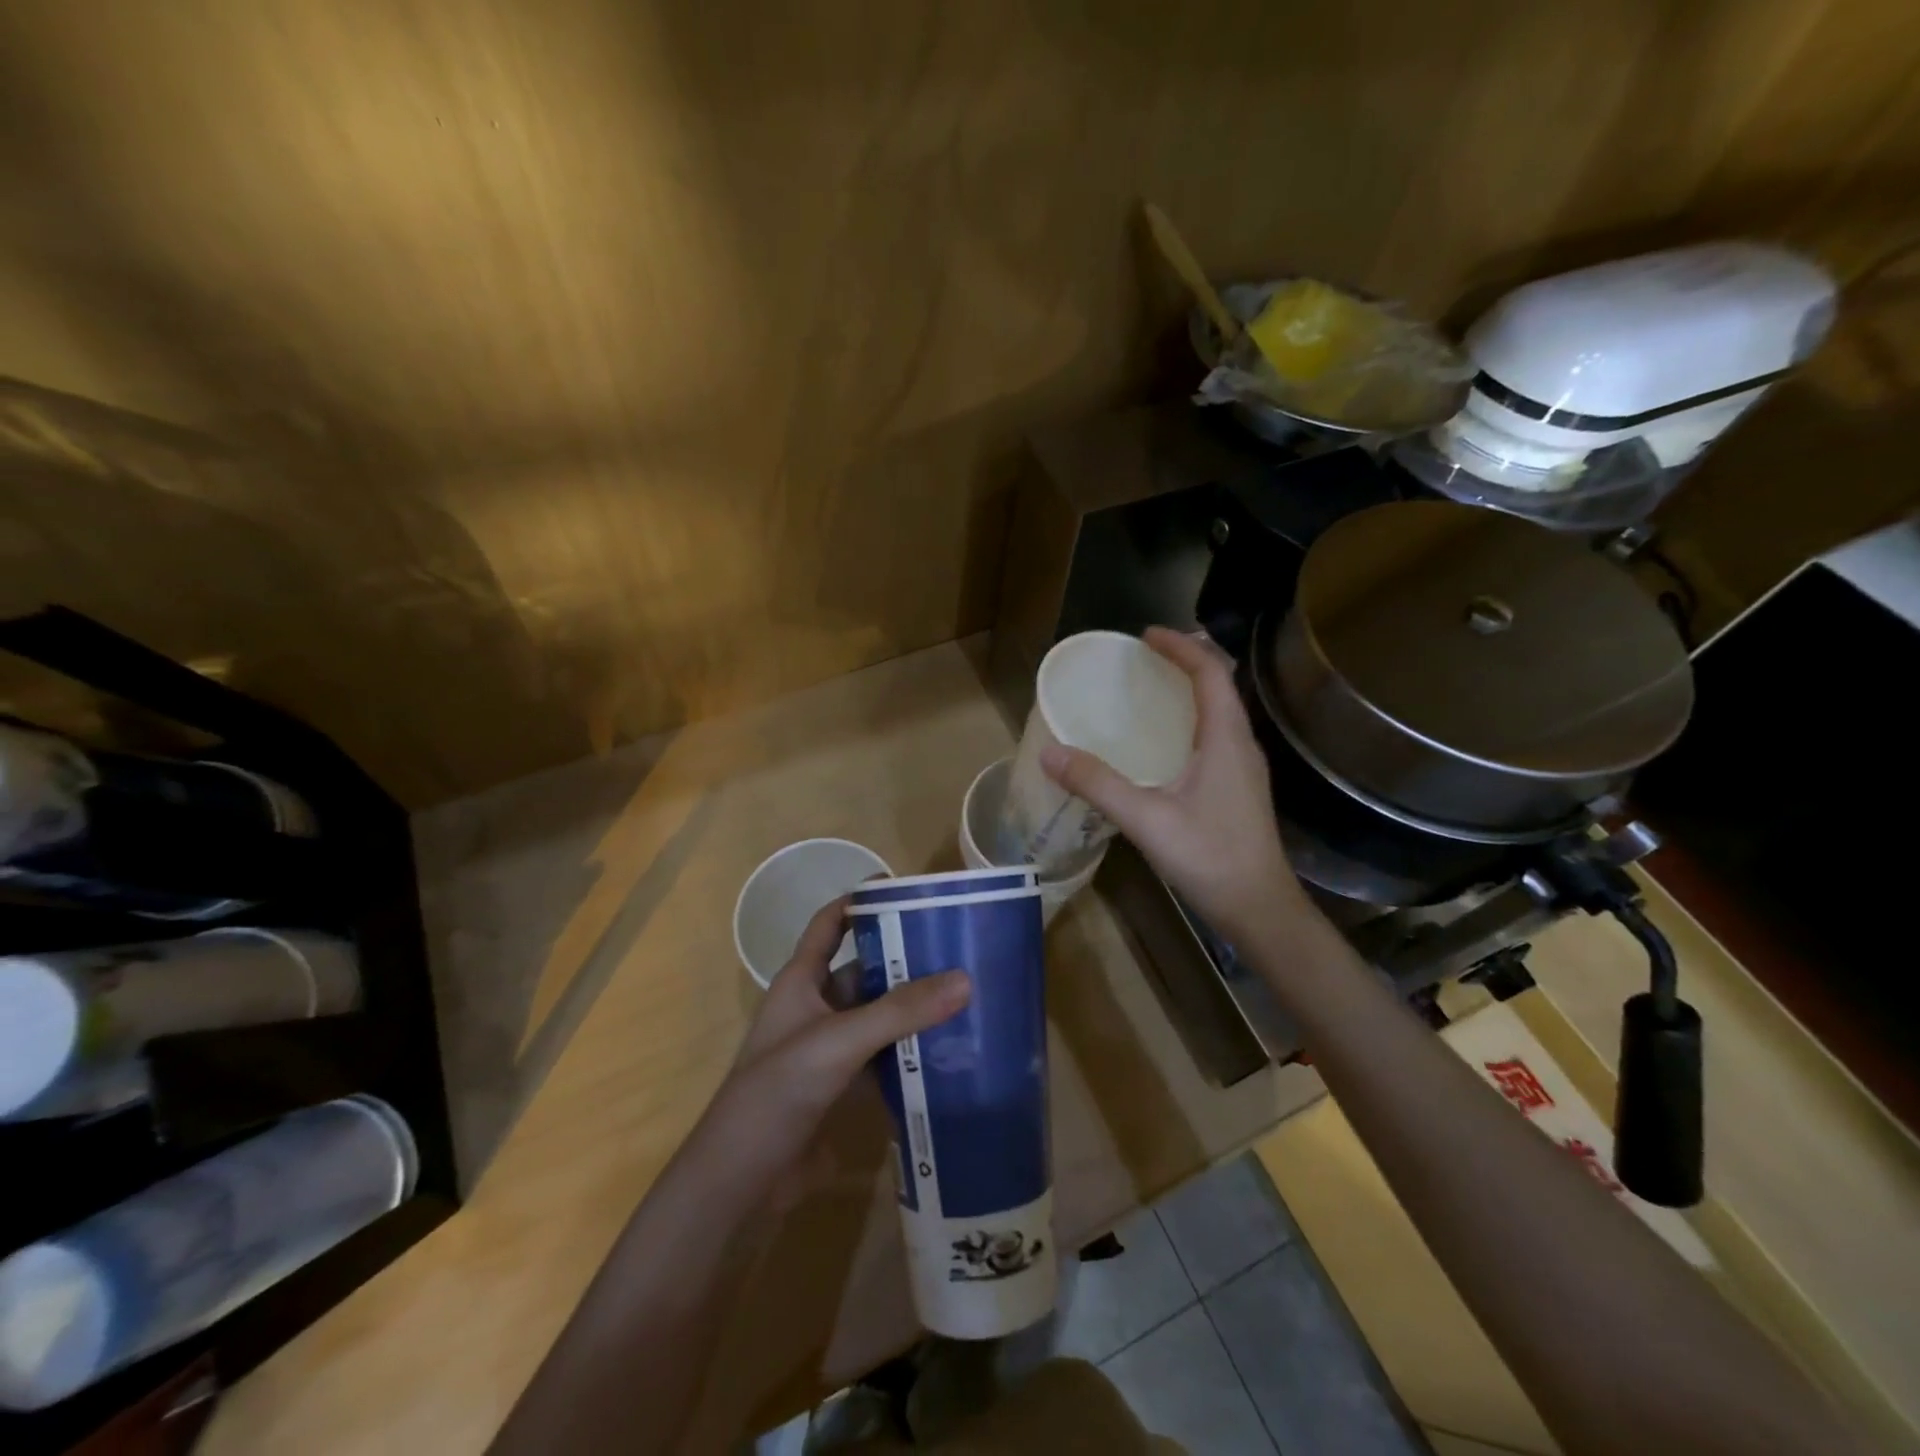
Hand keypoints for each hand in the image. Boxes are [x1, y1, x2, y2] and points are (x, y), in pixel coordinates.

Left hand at [715, 898, 969, 1169]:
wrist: (741, 1180)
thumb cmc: (778, 1090)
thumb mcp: (839, 1042)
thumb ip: (899, 1012)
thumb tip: (964, 979)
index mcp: (801, 981)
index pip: (830, 923)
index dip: (860, 902)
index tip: (907, 891)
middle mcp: (816, 1007)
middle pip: (866, 971)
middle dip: (905, 961)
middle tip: (958, 951)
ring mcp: (829, 1049)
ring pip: (878, 1017)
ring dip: (913, 1010)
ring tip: (966, 996)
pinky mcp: (841, 1086)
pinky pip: (883, 1058)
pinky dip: (910, 1053)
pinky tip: (949, 1052)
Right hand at [1041, 627, 1306, 945]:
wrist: (1259, 910)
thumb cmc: (1210, 858)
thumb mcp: (1146, 819)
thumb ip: (1098, 784)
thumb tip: (1050, 752)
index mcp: (1226, 739)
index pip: (1211, 672)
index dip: (1181, 647)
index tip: (1146, 635)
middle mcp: (1241, 745)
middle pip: (1219, 685)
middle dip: (1184, 662)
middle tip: (1144, 658)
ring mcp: (1243, 769)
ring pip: (1219, 712)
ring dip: (1189, 691)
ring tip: (1150, 690)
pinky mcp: (1238, 789)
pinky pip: (1214, 736)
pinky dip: (1189, 721)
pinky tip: (1162, 744)